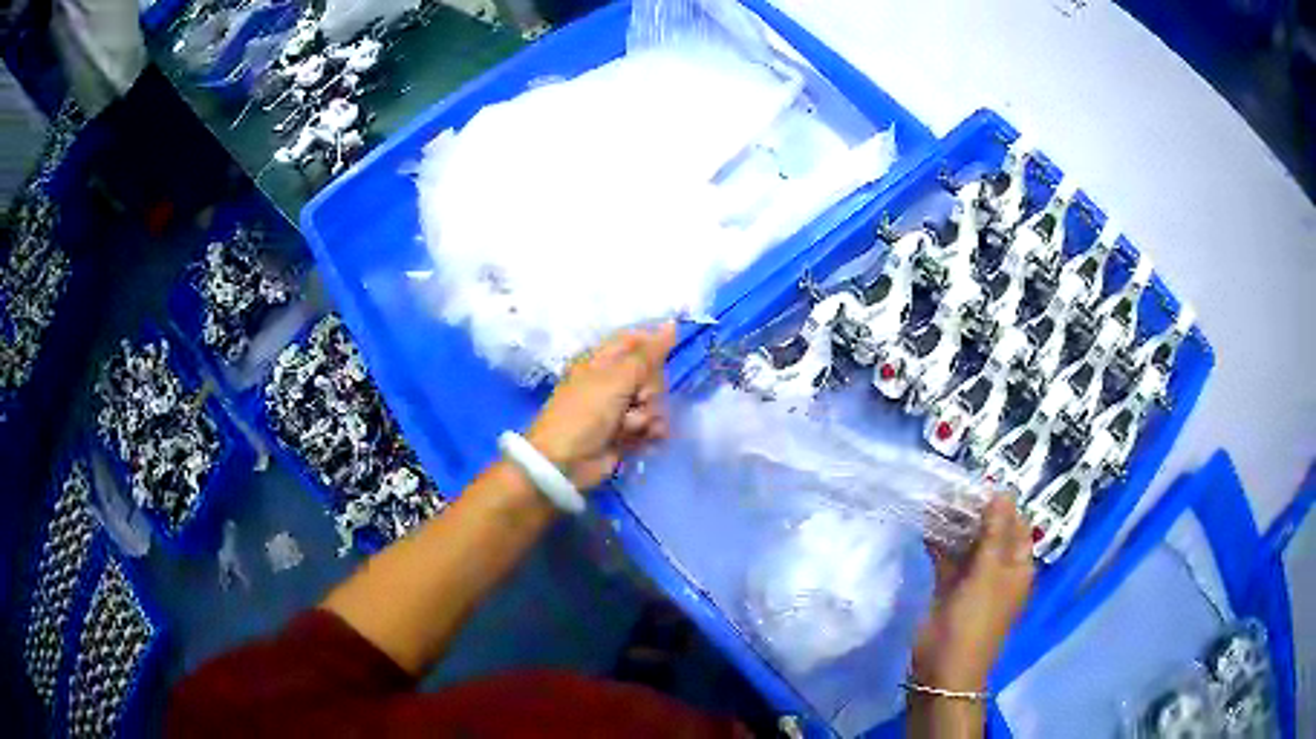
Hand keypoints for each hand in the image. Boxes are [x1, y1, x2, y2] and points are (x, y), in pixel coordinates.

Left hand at [525, 322, 677, 490]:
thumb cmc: (585, 412)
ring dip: (650, 414)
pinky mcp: (627, 432)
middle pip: (651, 373)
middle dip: (651, 389)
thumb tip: (673, 324)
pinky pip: (652, 424)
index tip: (665, 357)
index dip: (653, 347)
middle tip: (638, 399)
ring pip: (654, 401)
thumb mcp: (616, 378)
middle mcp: (612, 380)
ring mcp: (619, 408)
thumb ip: (647, 354)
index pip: (636, 341)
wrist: (566, 462)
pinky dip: (652, 431)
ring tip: (632, 426)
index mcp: (602, 359)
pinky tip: (647, 438)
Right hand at [912, 495, 1033, 691]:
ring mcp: (973, 580)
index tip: (979, 480)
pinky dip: (938, 543)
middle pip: (990, 531)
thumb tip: (1002, 492)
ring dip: (954, 524)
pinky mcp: (949, 589)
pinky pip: (947, 559)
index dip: (1001, 503)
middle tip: (951, 484)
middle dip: (973, 510)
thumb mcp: (988, 573)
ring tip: (935, 496)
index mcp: (1017, 566)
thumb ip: (994, 532)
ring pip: (966, 544)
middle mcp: (998, 570)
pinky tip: (924, 523)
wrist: (944, 666)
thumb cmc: (975, 619)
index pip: (1015, 524)